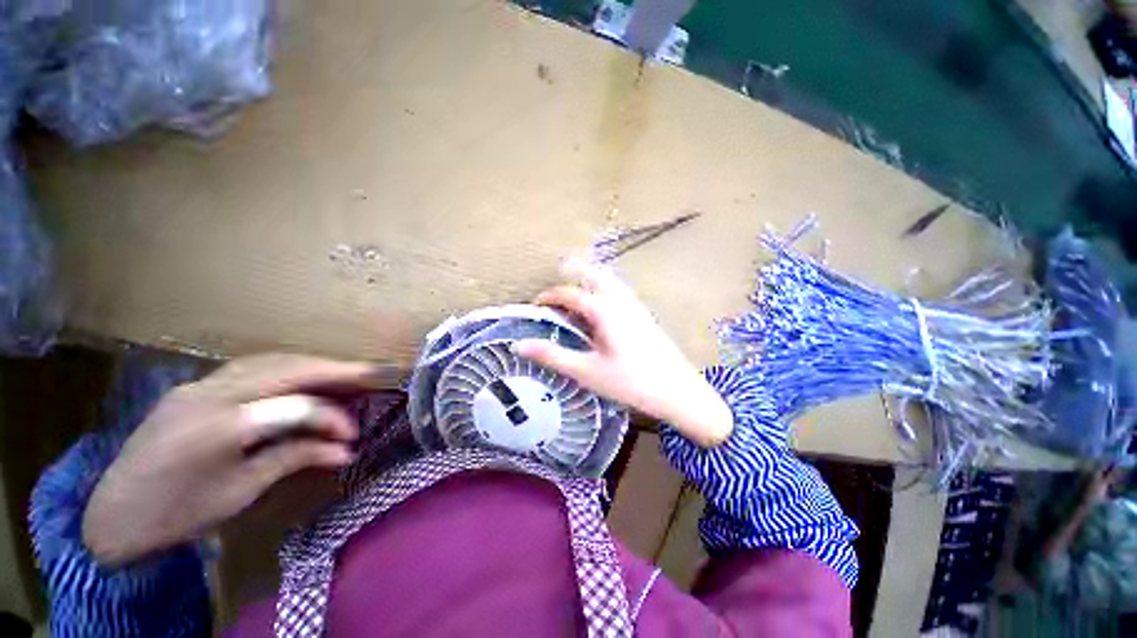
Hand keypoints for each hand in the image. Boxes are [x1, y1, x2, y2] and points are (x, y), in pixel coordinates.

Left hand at [83, 354, 380, 566]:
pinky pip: (251, 367)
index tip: (353, 437)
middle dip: (336, 370)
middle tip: (373, 374)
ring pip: (271, 360)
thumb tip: (345, 451)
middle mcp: (209, 393)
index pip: (294, 407)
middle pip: (287, 368)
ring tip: (346, 374)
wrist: (113, 515)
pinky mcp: (196, 386)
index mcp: (218, 426)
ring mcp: (199, 384)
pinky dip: (288, 368)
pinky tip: (303, 377)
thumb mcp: (239, 493)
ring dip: (314, 365)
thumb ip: (294, 459)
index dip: (331, 418)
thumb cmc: (178, 513)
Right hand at [515, 259, 732, 446]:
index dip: (550, 296)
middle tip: (560, 269)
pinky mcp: (644, 315)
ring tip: (579, 280)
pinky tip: (605, 302)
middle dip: (575, 269)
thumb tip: (519, 345)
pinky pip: (620, 291)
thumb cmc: (629, 382)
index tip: (536, 304)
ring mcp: (635, 306)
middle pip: (594, 275)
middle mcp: (620, 301)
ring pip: (610, 280)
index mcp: (603, 310)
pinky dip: (606, 286)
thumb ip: (553, 356)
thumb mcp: (586, 371)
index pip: (570, 294)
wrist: (677, 391)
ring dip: (592, 275)